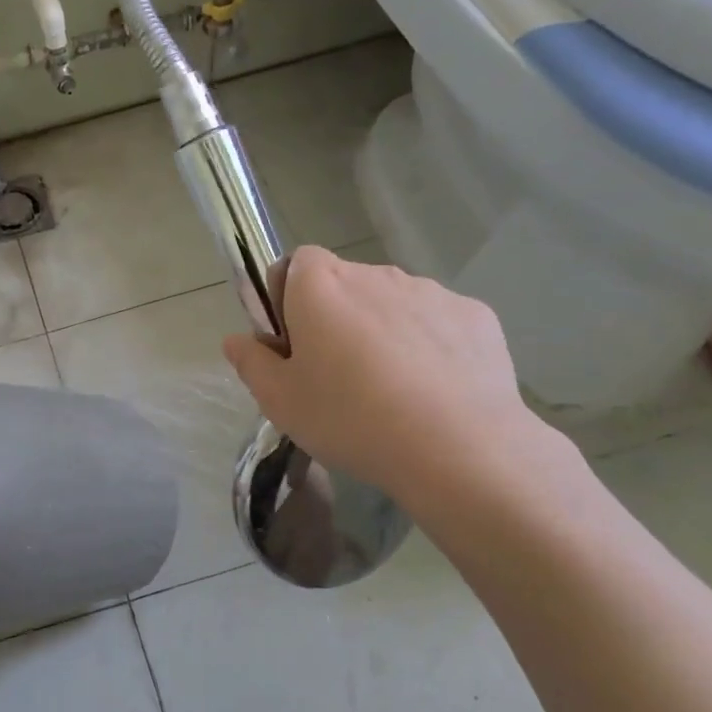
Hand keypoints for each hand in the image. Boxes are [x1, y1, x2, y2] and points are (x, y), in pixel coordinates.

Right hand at [221, 248, 546, 508]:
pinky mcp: (475, 316)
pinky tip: (433, 392)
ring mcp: (431, 292)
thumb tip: (236, 340)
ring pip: (391, 303)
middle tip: (336, 376)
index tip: (293, 343)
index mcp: (320, 287)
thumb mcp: (280, 401)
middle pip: (344, 284)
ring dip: (382, 330)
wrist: (457, 448)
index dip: (288, 298)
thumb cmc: (350, 418)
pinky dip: (429, 345)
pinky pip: (437, 323)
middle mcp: (375, 274)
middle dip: (336, 317)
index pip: (296, 263)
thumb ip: (251, 363)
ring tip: (390, 390)